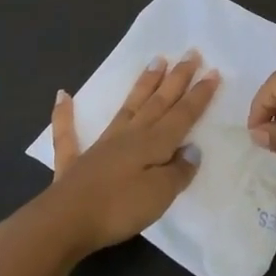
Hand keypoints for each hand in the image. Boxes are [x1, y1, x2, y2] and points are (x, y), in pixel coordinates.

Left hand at [19, 52, 220, 260]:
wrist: (66, 222)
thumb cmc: (119, 209)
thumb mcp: (160, 194)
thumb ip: (178, 170)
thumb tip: (192, 149)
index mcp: (152, 143)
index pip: (182, 115)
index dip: (199, 95)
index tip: (213, 71)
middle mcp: (129, 136)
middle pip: (158, 102)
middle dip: (177, 79)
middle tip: (191, 53)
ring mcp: (101, 146)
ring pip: (127, 108)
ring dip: (143, 85)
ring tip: (156, 61)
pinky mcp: (75, 162)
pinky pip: (68, 133)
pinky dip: (65, 114)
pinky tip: (62, 95)